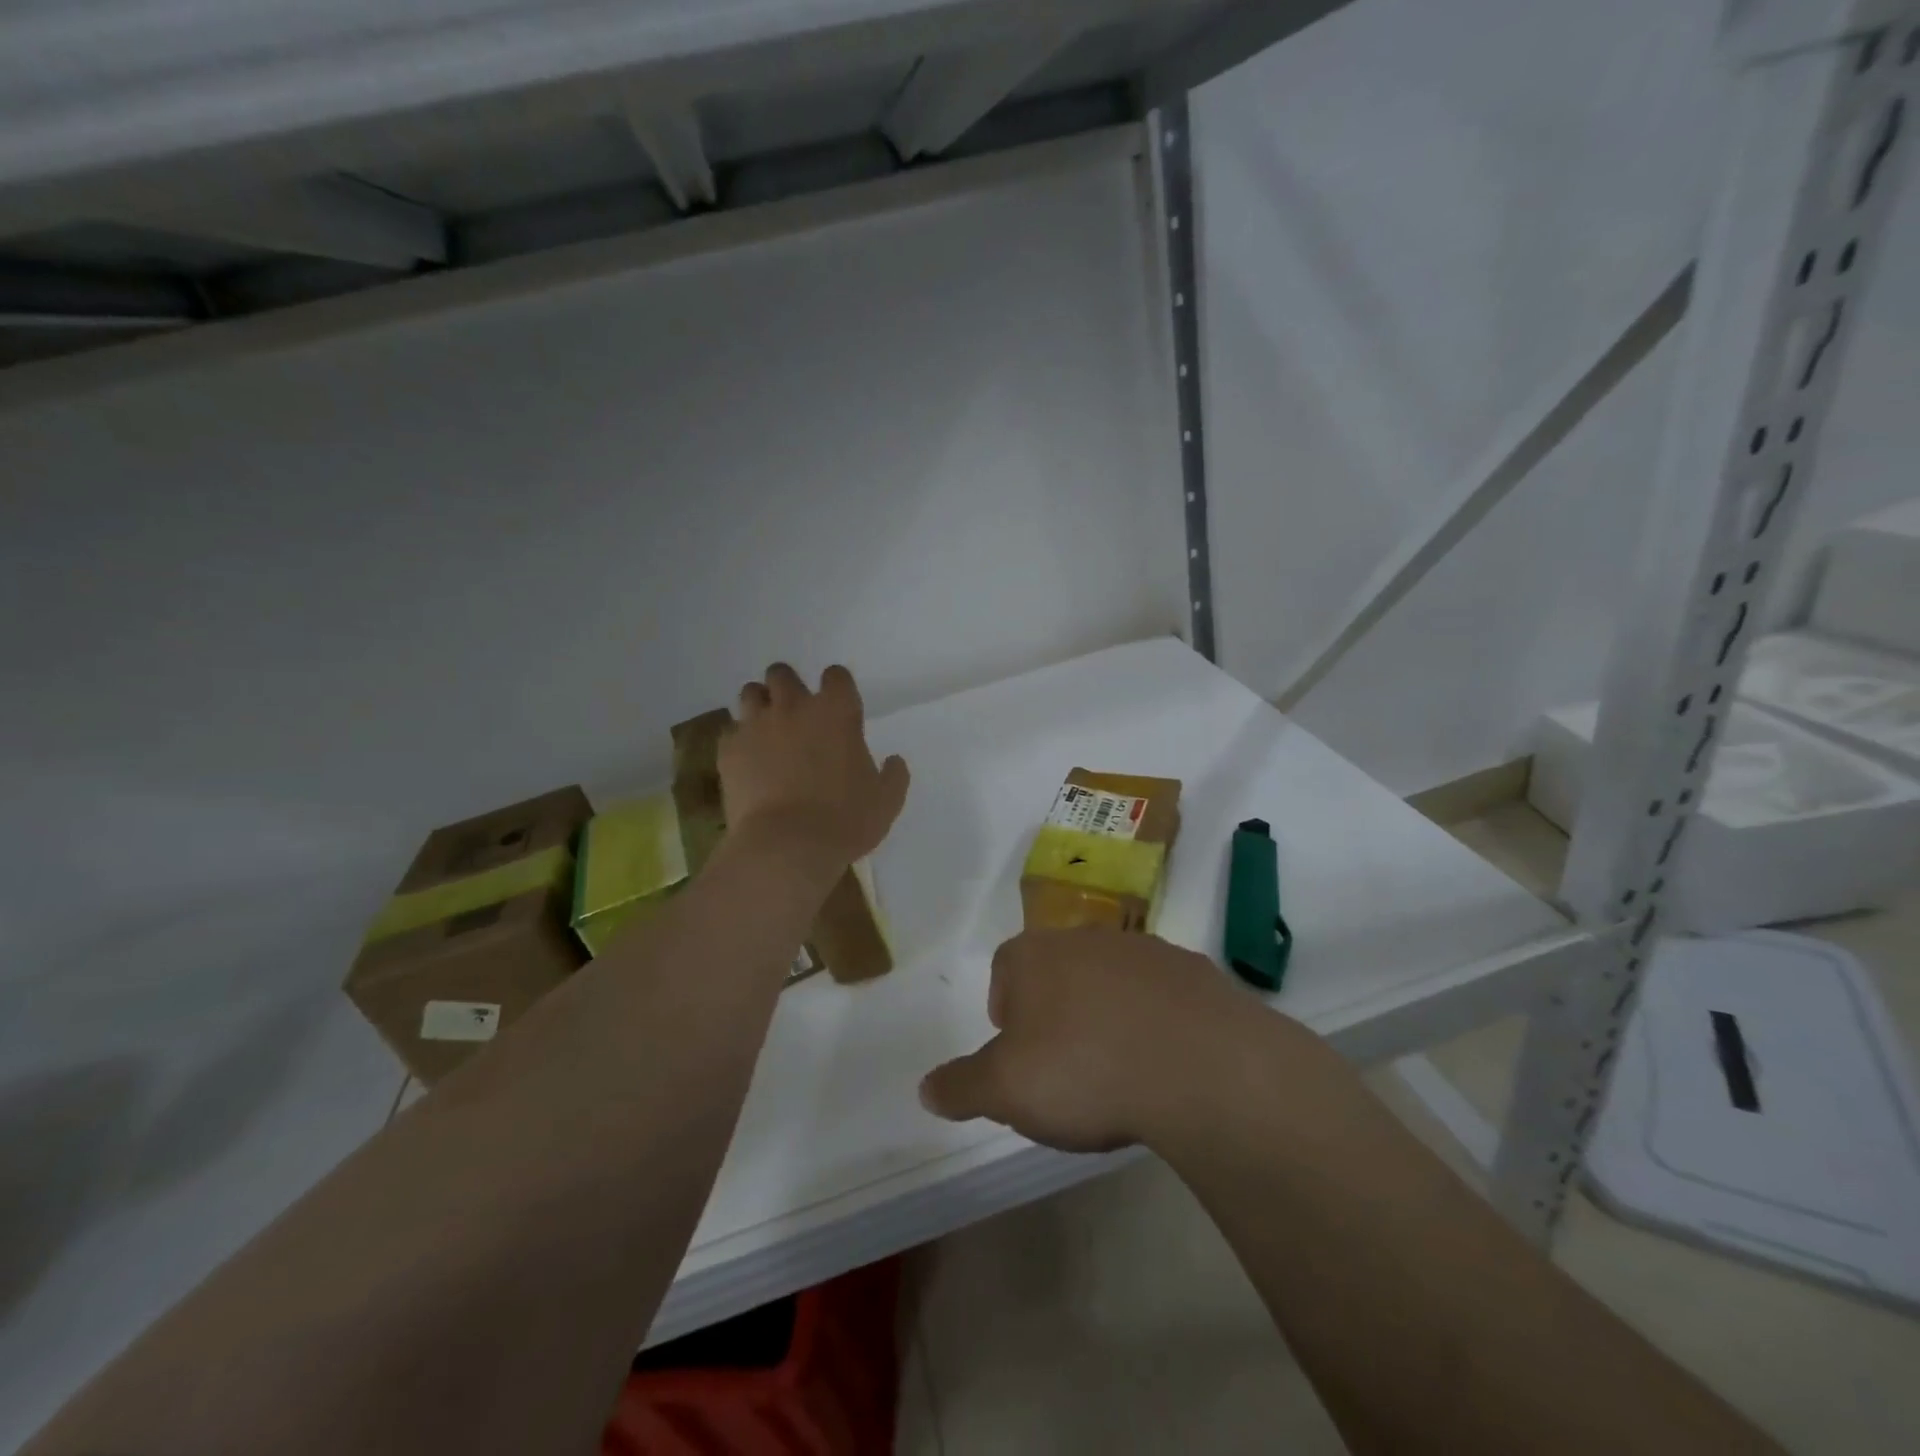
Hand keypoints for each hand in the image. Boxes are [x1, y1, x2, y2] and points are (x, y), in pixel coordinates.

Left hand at [721, 663, 910, 868]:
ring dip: (760, 705)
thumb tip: (894, 761)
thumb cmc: (845, 820)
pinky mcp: (729, 749)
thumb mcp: (886, 802)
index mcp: (836, 711)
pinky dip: (739, 740)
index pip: (836, 675)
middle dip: (788, 686)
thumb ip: (893, 775)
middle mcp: (793, 707)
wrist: (786, 846)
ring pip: (750, 693)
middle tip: (795, 712)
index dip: (837, 686)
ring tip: (766, 729)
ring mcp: (756, 725)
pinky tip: (747, 760)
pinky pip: (730, 731)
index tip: (838, 705)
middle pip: (782, 673)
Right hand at [919, 928, 1306, 1153]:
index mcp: (1035, 956)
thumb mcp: (1006, 1091)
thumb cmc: (1084, 1069)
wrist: (1199, 1065)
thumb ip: (961, 1087)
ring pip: (1111, 979)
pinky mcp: (1194, 972)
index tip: (1019, 1056)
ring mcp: (1145, 950)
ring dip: (1108, 1014)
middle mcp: (1086, 939)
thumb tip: (925, 1089)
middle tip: (1066, 1069)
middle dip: (1056, 1012)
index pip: (1006, 970)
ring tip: (1118, 1070)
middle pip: (1058, 971)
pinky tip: (1165, 1064)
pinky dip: (1157, 1022)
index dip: (1006, 1011)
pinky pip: (1162, 996)